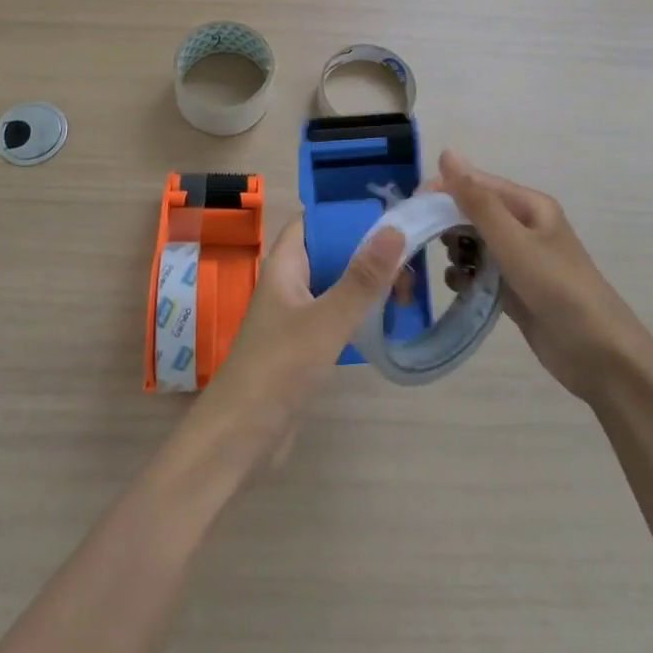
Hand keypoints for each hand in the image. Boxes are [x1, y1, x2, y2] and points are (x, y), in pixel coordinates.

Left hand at [188, 216, 407, 472]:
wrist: (241, 438)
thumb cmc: (278, 369)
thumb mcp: (326, 321)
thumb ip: (362, 278)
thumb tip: (395, 229)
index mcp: (284, 265)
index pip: (314, 222)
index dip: (347, 215)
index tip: (390, 215)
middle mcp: (288, 283)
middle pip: (330, 252)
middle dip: (368, 253)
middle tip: (411, 263)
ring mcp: (295, 316)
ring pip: (336, 285)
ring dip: (368, 285)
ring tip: (408, 294)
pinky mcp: (303, 346)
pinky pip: (336, 315)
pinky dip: (361, 313)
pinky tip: (387, 323)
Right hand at [438, 150, 648, 403]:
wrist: (599, 355)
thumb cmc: (558, 288)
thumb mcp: (514, 242)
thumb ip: (477, 201)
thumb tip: (446, 154)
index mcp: (529, 206)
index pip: (476, 184)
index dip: (443, 191)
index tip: (413, 208)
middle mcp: (524, 226)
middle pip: (473, 213)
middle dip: (448, 225)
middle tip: (426, 243)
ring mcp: (519, 259)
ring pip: (474, 243)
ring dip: (457, 252)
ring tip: (454, 270)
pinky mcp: (515, 288)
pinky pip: (480, 271)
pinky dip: (466, 276)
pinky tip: (461, 288)